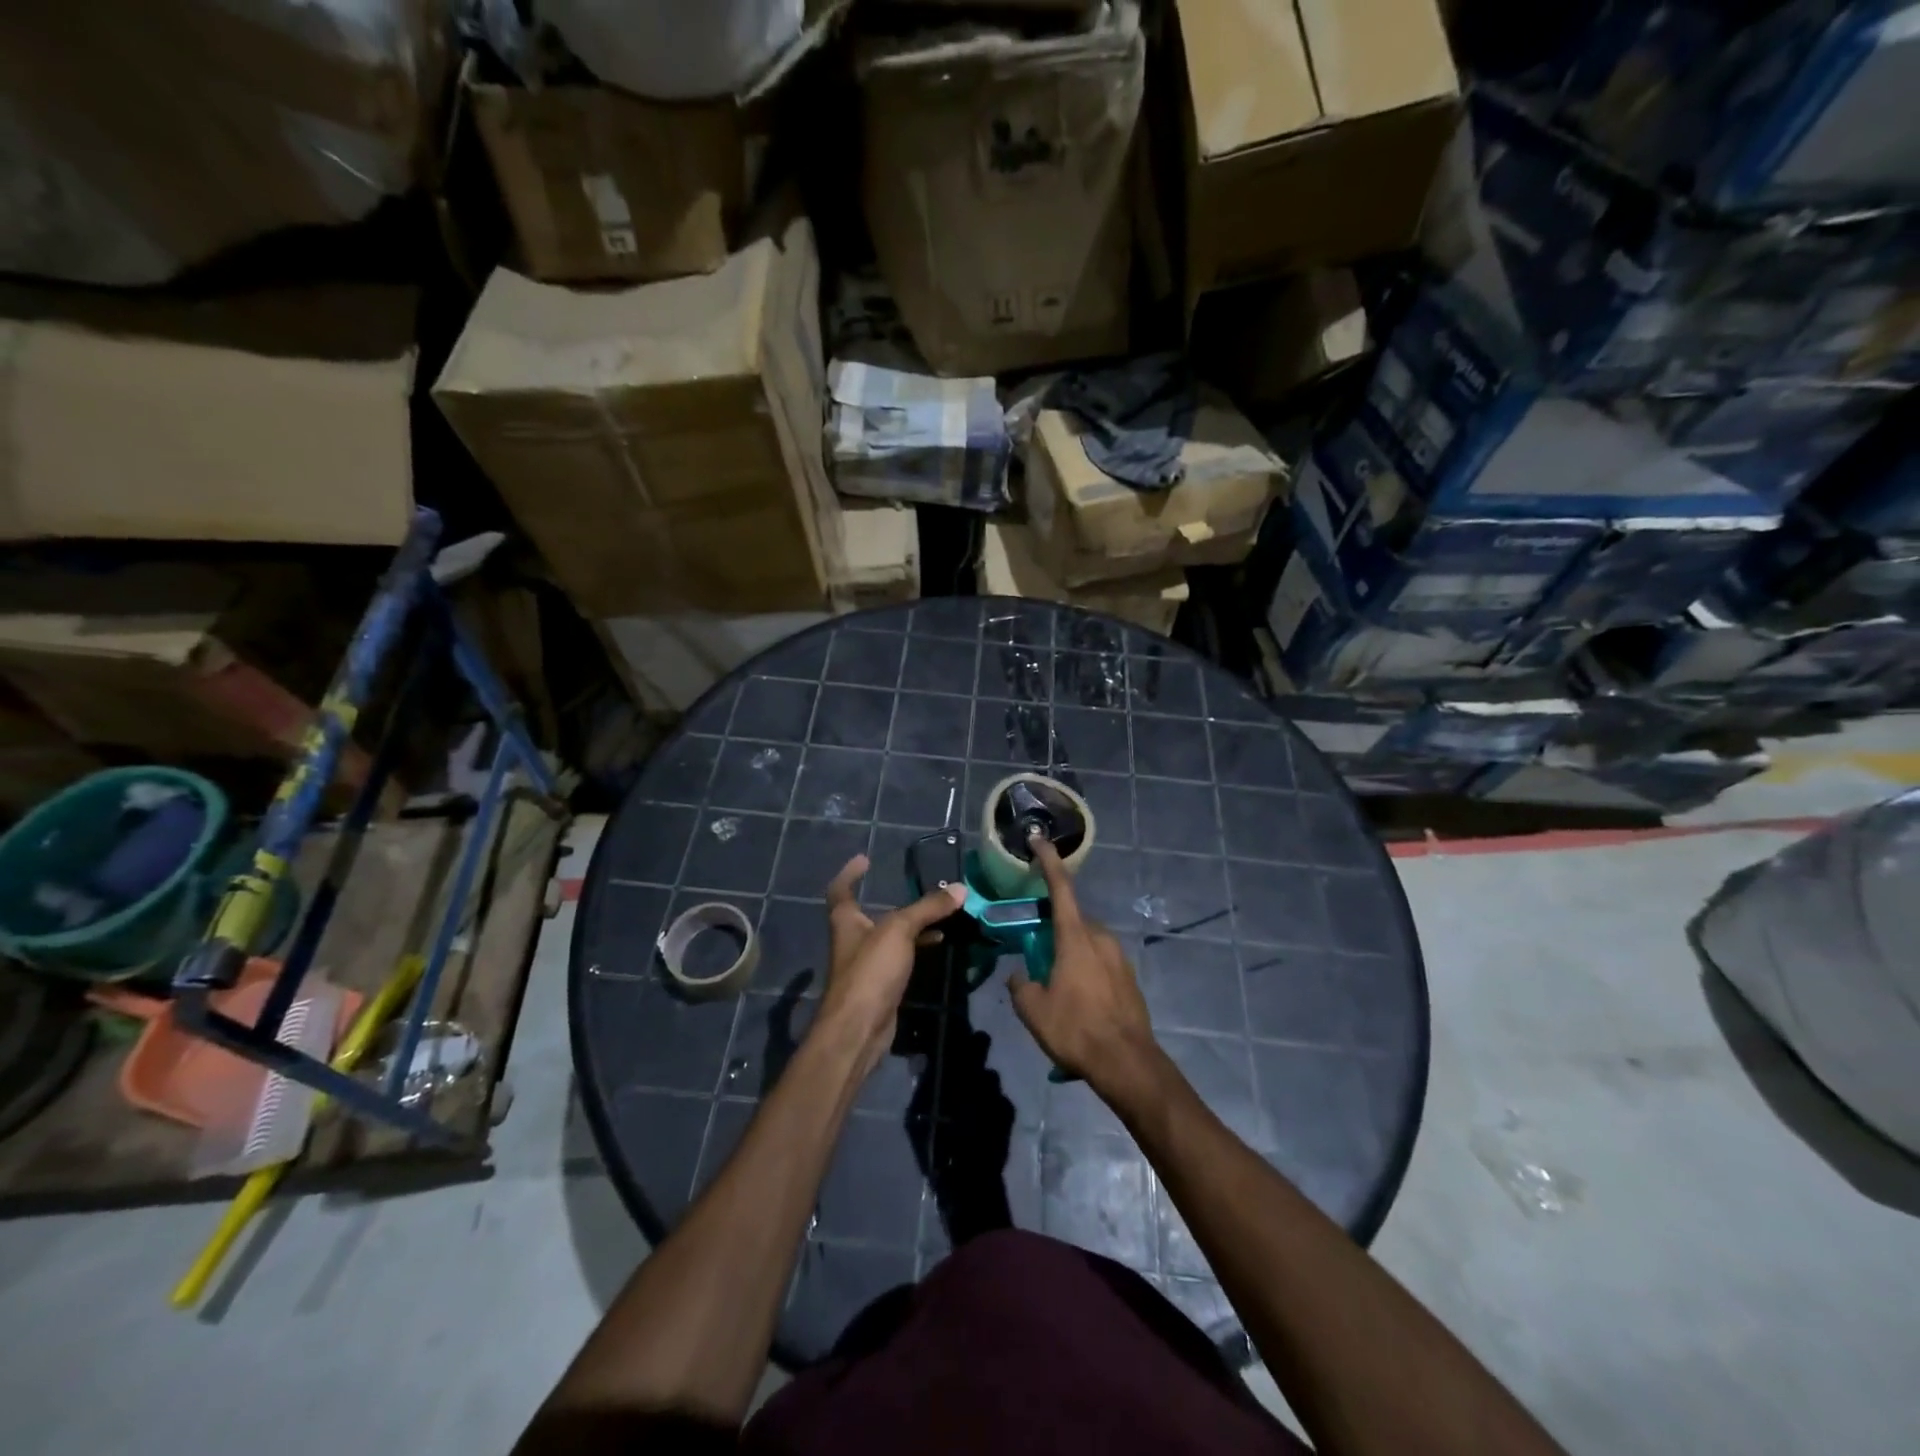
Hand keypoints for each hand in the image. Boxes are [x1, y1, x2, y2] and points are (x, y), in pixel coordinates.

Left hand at [819, 855, 965, 1079]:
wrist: (859, 1029)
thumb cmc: (870, 972)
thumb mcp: (899, 931)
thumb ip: (928, 908)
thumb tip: (960, 888)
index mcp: (846, 921)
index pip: (841, 890)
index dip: (849, 873)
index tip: (864, 859)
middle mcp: (853, 940)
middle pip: (870, 913)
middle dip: (892, 900)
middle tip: (919, 889)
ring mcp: (867, 965)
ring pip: (890, 937)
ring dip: (911, 925)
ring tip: (939, 913)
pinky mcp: (881, 986)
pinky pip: (901, 958)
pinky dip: (917, 948)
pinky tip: (938, 944)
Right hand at [1009, 836, 1157, 1097]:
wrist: (1128, 1062)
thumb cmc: (1076, 1029)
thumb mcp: (1033, 1011)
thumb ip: (1021, 986)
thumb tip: (1020, 976)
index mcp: (1075, 937)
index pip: (1060, 887)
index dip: (1048, 860)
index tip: (1039, 839)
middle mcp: (1100, 938)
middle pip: (1072, 919)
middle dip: (1053, 928)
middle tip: (1035, 950)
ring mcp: (1119, 956)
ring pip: (1087, 942)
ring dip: (1069, 952)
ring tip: (1056, 984)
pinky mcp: (1129, 976)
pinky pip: (1100, 962)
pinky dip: (1085, 969)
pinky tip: (1078, 999)